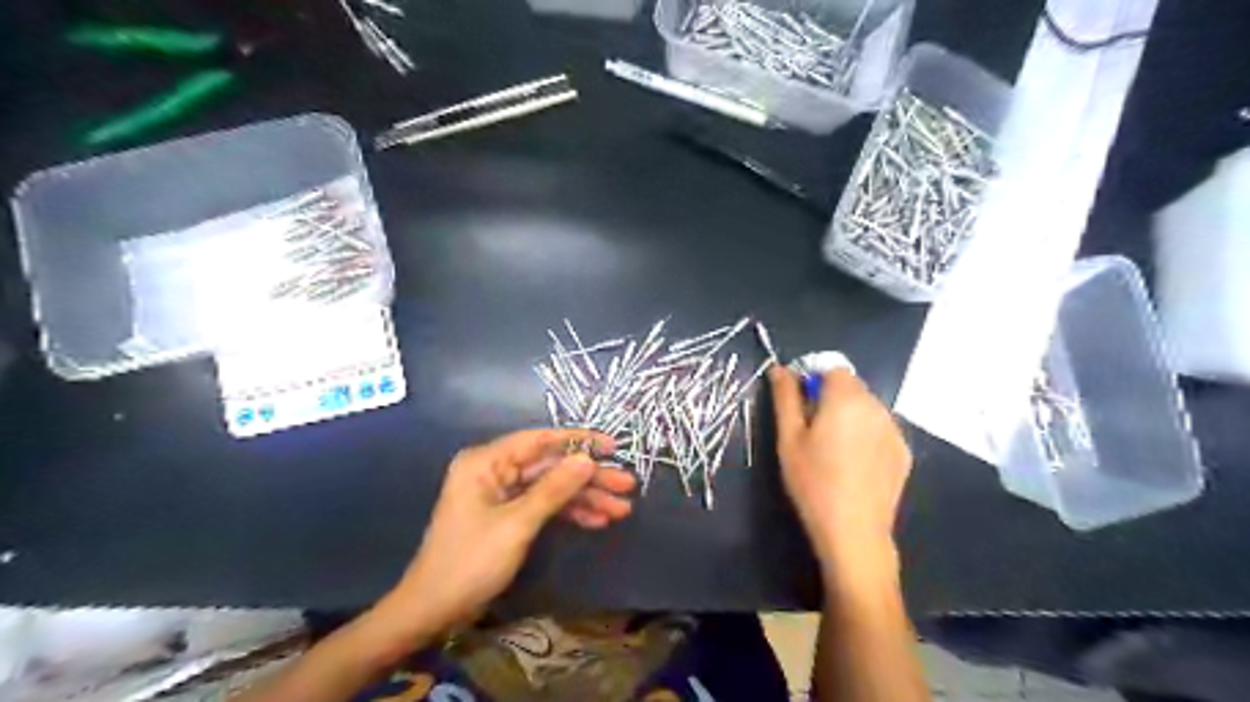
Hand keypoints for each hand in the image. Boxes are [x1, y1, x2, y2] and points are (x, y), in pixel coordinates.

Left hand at [388, 430, 634, 633]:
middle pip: (551, 465)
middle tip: (627, 486)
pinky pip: (543, 505)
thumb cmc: (470, 562)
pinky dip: (569, 513)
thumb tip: (588, 459)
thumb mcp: (517, 524)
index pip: (540, 440)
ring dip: (585, 498)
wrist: (432, 610)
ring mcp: (501, 493)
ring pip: (552, 487)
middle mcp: (495, 470)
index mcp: (487, 461)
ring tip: (621, 509)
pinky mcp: (507, 514)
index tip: (613, 448)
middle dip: (589, 477)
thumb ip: (554, 489)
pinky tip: (597, 521)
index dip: (579, 442)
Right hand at [768, 366, 916, 569]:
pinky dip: (866, 434)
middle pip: (851, 386)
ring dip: (849, 415)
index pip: (832, 368)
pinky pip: (880, 428)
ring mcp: (894, 430)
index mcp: (846, 399)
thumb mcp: (789, 439)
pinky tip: (854, 463)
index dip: (813, 380)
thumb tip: (779, 369)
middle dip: (831, 398)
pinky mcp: (903, 451)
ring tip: (833, 449)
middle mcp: (876, 407)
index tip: (800, 406)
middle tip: (812, 431)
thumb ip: (785, 398)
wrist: (854, 531)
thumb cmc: (813, 482)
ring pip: (867, 407)